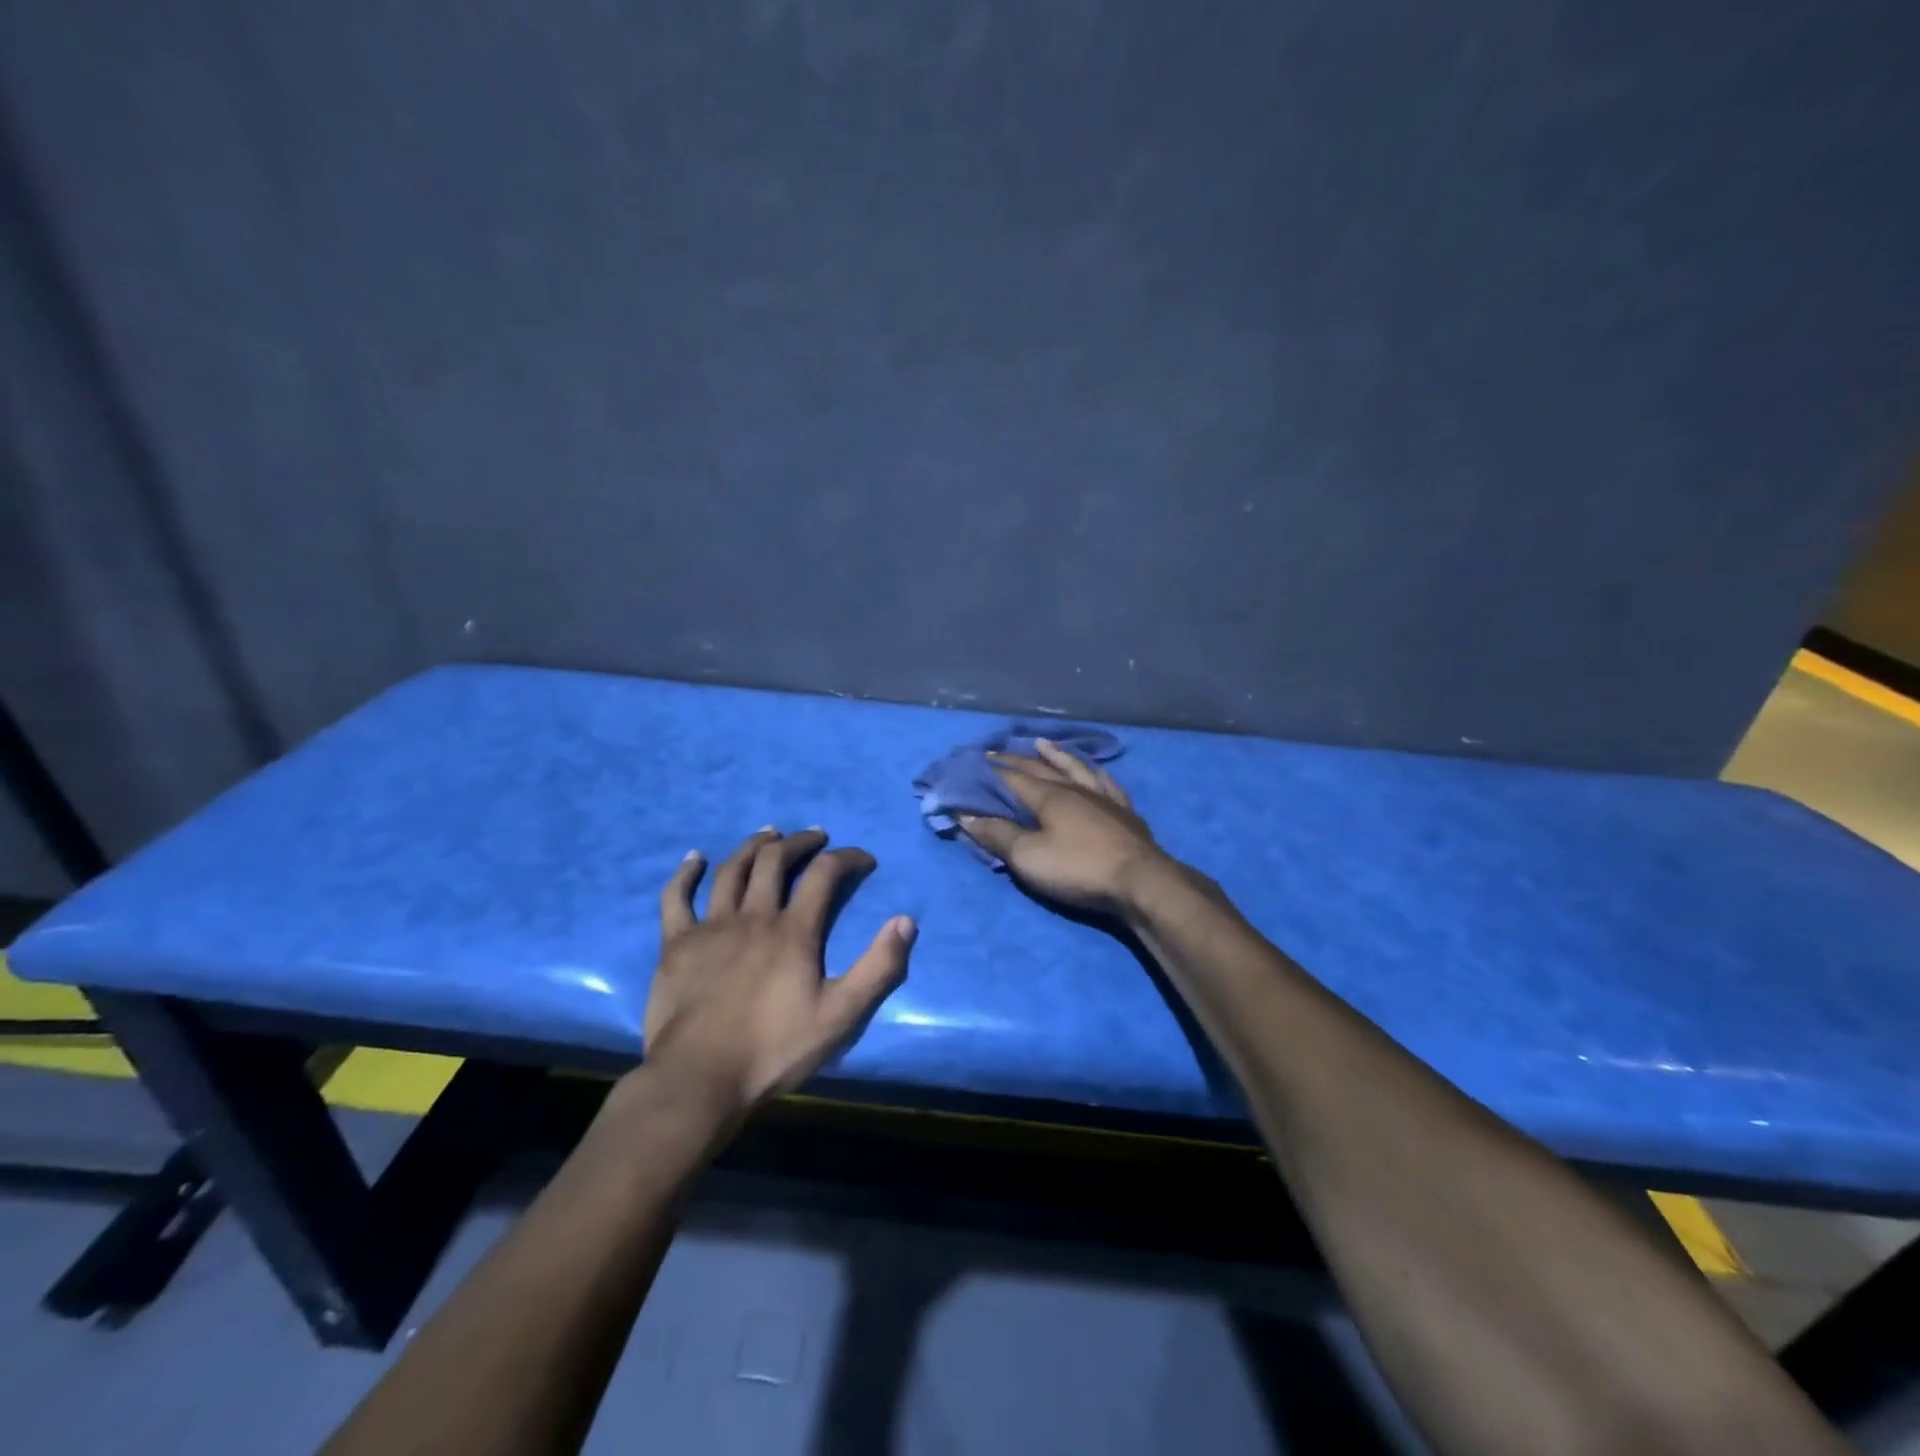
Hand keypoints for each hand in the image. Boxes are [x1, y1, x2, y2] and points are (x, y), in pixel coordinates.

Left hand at [643, 827, 914, 1111]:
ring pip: (731, 870)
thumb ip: (878, 967)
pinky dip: (684, 874)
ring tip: (769, 834)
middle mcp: (753, 916)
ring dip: (753, 846)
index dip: (848, 858)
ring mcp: (710, 927)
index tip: (864, 859)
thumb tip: (906, 921)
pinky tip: (694, 858)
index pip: (825, 874)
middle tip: (815, 837)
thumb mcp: (841, 1016)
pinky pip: (676, 898)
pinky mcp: (677, 945)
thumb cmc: (774, 1050)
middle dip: (800, 842)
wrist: (700, 1080)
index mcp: (794, 931)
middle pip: (775, 860)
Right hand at [958, 740, 1170, 913]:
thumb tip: (965, 815)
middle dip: (1015, 760)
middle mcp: (1075, 788)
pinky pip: (1106, 783)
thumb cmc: (1078, 868)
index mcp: (1049, 796)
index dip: (990, 771)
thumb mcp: (1028, 857)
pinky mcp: (1124, 812)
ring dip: (1055, 755)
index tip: (972, 762)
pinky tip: (1093, 771)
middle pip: (1040, 768)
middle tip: (996, 752)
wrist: (1141, 882)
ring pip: (1075, 768)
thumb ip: (997, 835)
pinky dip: (1094, 773)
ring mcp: (1103, 798)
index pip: (1012, 777)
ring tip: (1042, 744)